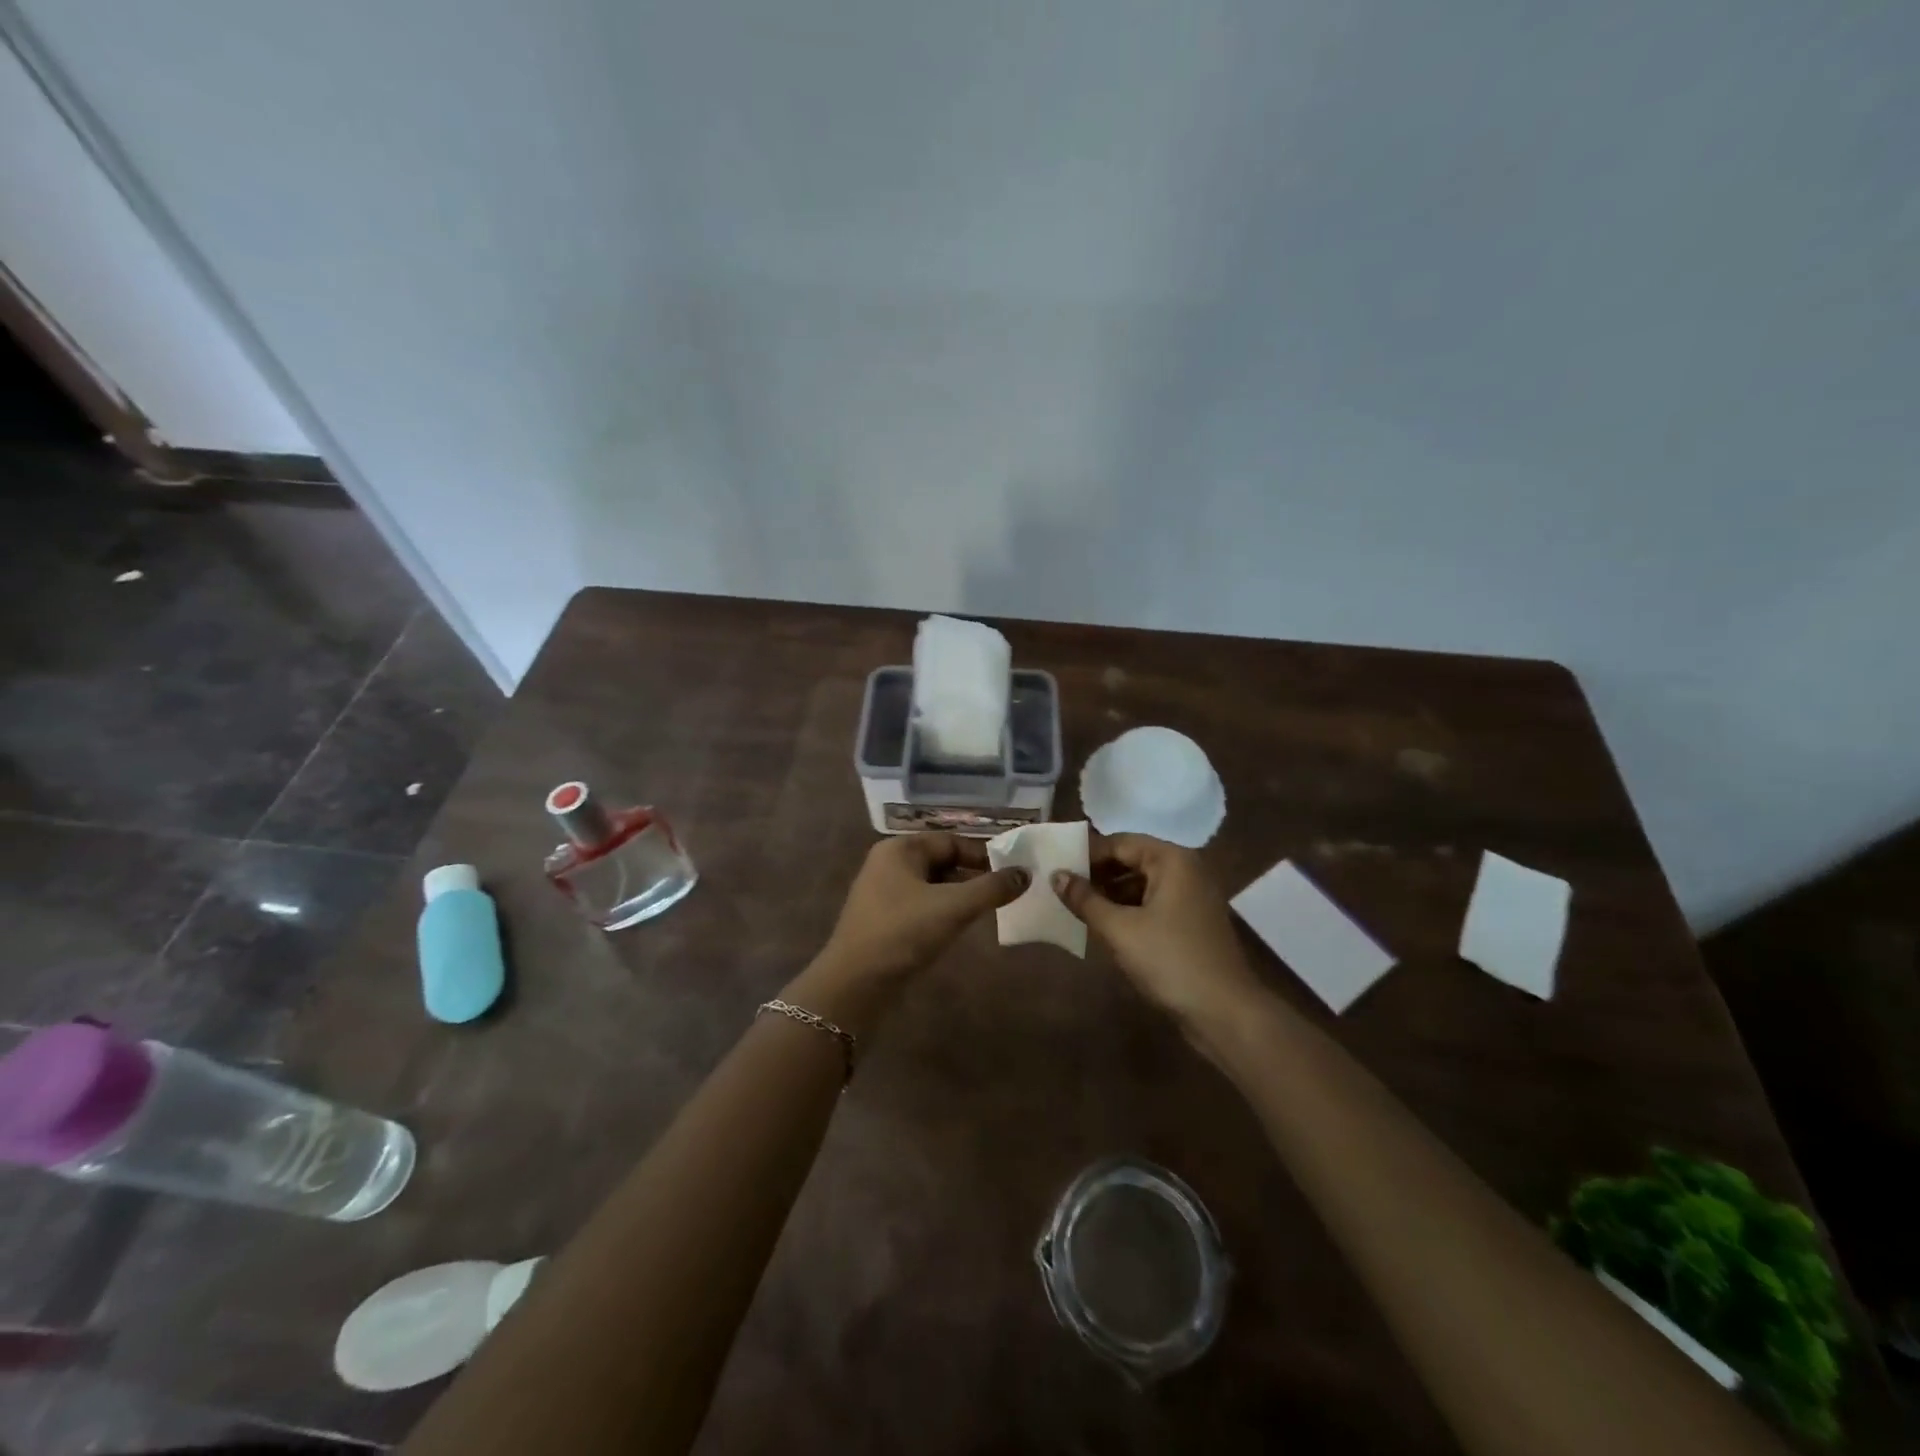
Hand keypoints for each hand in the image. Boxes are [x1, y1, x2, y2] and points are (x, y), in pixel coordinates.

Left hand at [819, 832, 1027, 982]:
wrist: (854, 985)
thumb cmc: (902, 934)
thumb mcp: (952, 907)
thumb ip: (991, 888)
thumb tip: (1025, 873)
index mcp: (899, 849)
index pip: (951, 841)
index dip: (984, 855)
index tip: (1014, 871)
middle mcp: (888, 864)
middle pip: (942, 862)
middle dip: (974, 875)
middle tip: (1007, 891)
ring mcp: (883, 894)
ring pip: (933, 886)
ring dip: (960, 895)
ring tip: (990, 909)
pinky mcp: (884, 921)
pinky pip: (922, 906)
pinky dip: (943, 912)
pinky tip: (960, 927)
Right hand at [1053, 834, 1261, 1035]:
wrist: (1225, 1013)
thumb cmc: (1170, 960)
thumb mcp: (1119, 929)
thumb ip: (1085, 899)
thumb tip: (1056, 875)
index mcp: (1172, 860)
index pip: (1120, 842)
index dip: (1087, 854)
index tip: (1056, 867)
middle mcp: (1185, 870)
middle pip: (1132, 860)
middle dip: (1098, 874)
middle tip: (1061, 888)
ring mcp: (1192, 897)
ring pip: (1141, 884)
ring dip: (1110, 894)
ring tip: (1077, 907)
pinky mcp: (1191, 922)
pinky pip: (1152, 904)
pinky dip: (1128, 910)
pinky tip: (1104, 926)